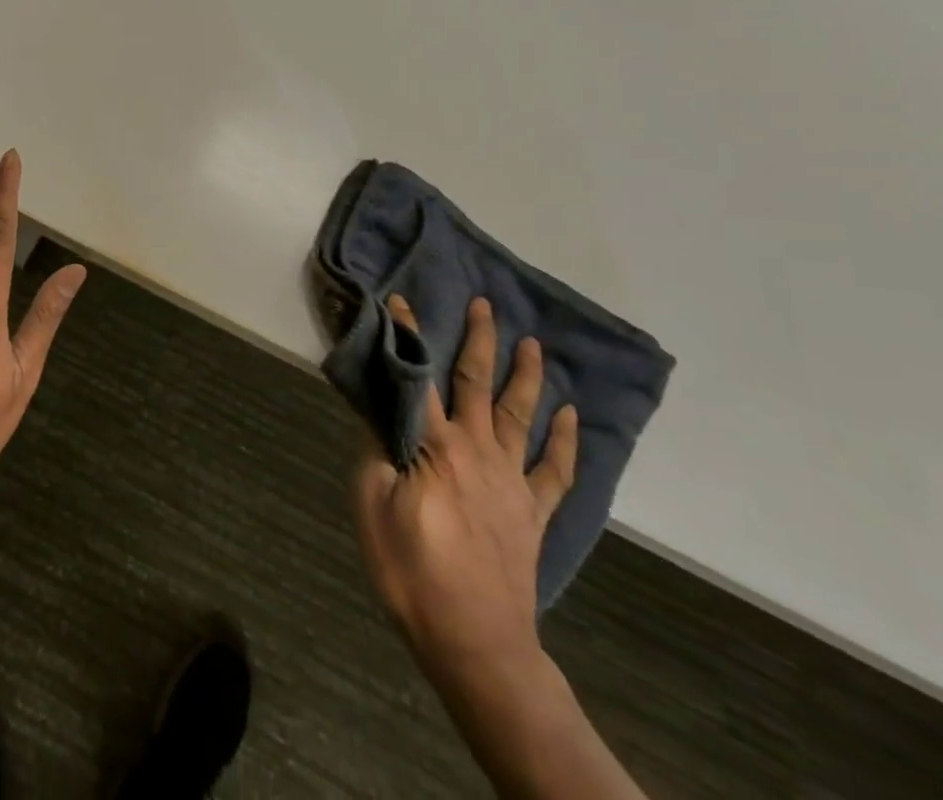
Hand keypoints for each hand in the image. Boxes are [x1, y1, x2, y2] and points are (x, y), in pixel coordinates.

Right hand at [353, 295, 578, 692]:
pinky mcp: (533, 512)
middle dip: (479, 341)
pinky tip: (570, 416)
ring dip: (526, 376)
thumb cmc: (413, 571)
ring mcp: (511, 480)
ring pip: (521, 415)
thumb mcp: (372, 506)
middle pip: (477, 384)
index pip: (417, 378)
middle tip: (485, 305)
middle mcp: (477, 450)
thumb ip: (374, 451)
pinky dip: (564, 441)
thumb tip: (377, 410)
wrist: (476, 641)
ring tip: (533, 344)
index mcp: (434, 446)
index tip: (401, 301)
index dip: (408, 337)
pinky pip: (554, 471)